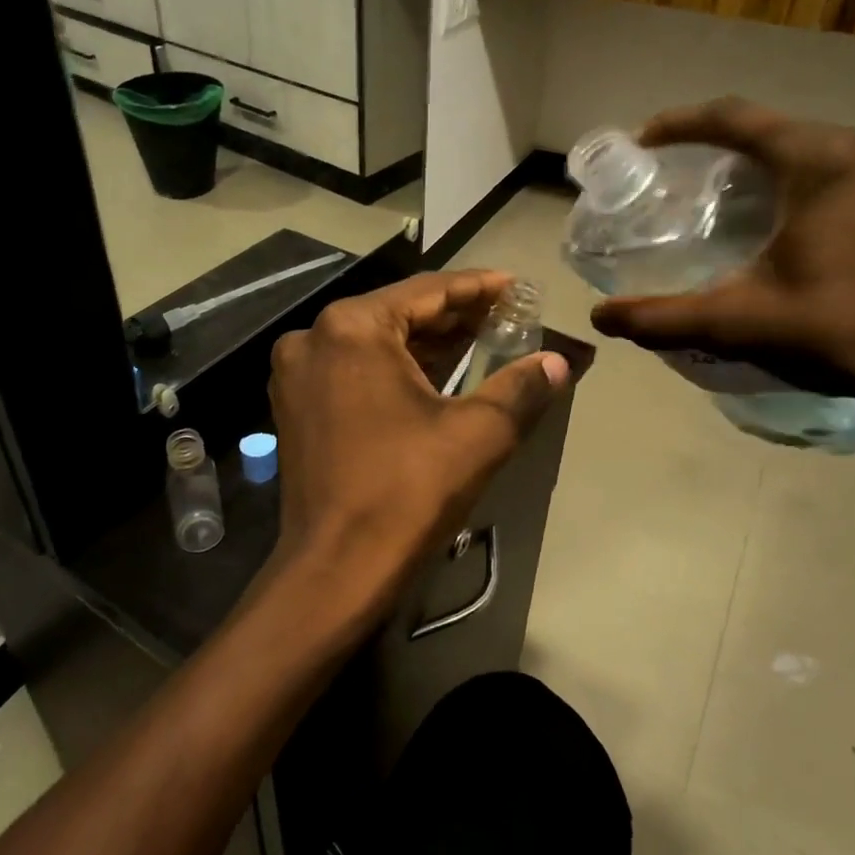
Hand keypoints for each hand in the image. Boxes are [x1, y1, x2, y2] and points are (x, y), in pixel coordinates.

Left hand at [268, 271, 568, 628]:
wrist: (336, 568)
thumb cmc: (406, 491)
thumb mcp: (477, 434)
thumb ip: (521, 387)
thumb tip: (558, 362)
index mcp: (352, 328)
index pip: (428, 291)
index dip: (478, 288)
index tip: (516, 287)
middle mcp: (315, 337)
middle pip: (398, 313)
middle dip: (454, 315)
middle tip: (506, 316)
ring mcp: (298, 373)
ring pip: (375, 342)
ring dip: (426, 342)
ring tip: (481, 340)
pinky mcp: (296, 405)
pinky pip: (354, 368)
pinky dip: (395, 367)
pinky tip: (435, 373)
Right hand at [589, 99, 854, 399]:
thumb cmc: (843, 330)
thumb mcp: (740, 322)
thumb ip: (663, 317)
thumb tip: (600, 318)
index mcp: (821, 159)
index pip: (735, 119)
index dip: (681, 123)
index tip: (642, 140)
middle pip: (772, 132)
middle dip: (719, 149)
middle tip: (676, 179)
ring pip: (808, 150)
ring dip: (761, 167)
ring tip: (720, 201)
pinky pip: (840, 169)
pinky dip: (799, 183)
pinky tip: (779, 221)